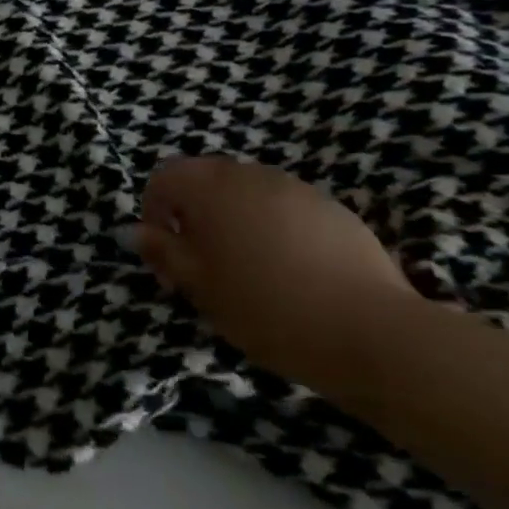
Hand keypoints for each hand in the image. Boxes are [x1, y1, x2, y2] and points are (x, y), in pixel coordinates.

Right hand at [134, 156, 420, 390]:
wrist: (373, 333)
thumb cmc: (266, 307)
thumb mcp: (199, 286)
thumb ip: (163, 252)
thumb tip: (135, 232)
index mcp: (211, 187)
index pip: (164, 177)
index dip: (155, 211)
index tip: (165, 255)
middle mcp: (251, 175)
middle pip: (206, 181)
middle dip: (194, 215)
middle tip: (201, 265)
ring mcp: (298, 190)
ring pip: (247, 194)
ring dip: (234, 221)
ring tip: (246, 271)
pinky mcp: (335, 211)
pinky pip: (285, 210)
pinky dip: (273, 230)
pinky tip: (289, 273)